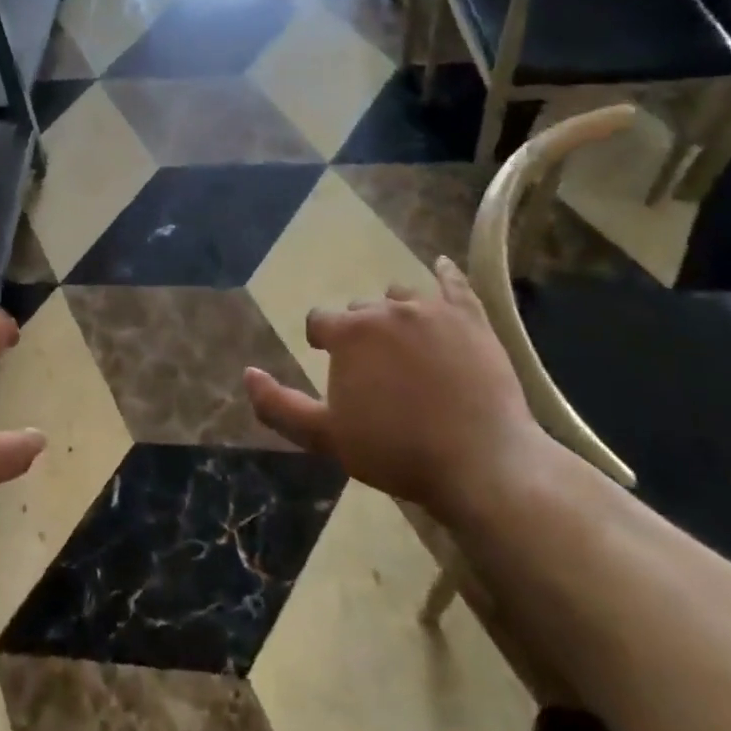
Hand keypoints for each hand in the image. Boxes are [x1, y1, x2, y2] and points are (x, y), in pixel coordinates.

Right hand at [244, 258, 548, 526]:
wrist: (483, 464)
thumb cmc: (398, 452)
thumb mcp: (327, 437)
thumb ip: (280, 406)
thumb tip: (248, 373)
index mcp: (349, 333)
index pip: (320, 321)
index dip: (321, 341)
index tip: (331, 362)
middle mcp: (386, 309)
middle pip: (361, 308)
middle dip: (360, 331)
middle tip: (375, 367)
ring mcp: (433, 310)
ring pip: (402, 295)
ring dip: (396, 312)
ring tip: (407, 342)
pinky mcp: (472, 318)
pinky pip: (455, 284)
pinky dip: (446, 275)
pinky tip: (442, 267)